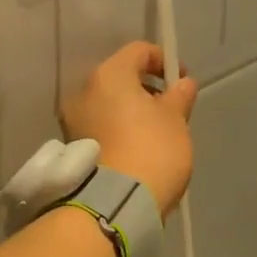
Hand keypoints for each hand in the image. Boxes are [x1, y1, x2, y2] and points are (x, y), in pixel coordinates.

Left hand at [63, 42, 197, 213]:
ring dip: (131, 111)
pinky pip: (101, 127)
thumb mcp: (176, 119)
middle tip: (171, 109)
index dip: (163, 60)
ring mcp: (74, 121)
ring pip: (109, 104)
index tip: (182, 80)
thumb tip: (182, 83)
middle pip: (120, 78)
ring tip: (157, 132)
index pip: (138, 51)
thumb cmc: (151, 149)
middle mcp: (84, 91)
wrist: (115, 205)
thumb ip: (179, 95)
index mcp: (108, 75)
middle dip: (146, 88)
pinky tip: (139, 149)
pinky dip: (119, 129)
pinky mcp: (74, 148)